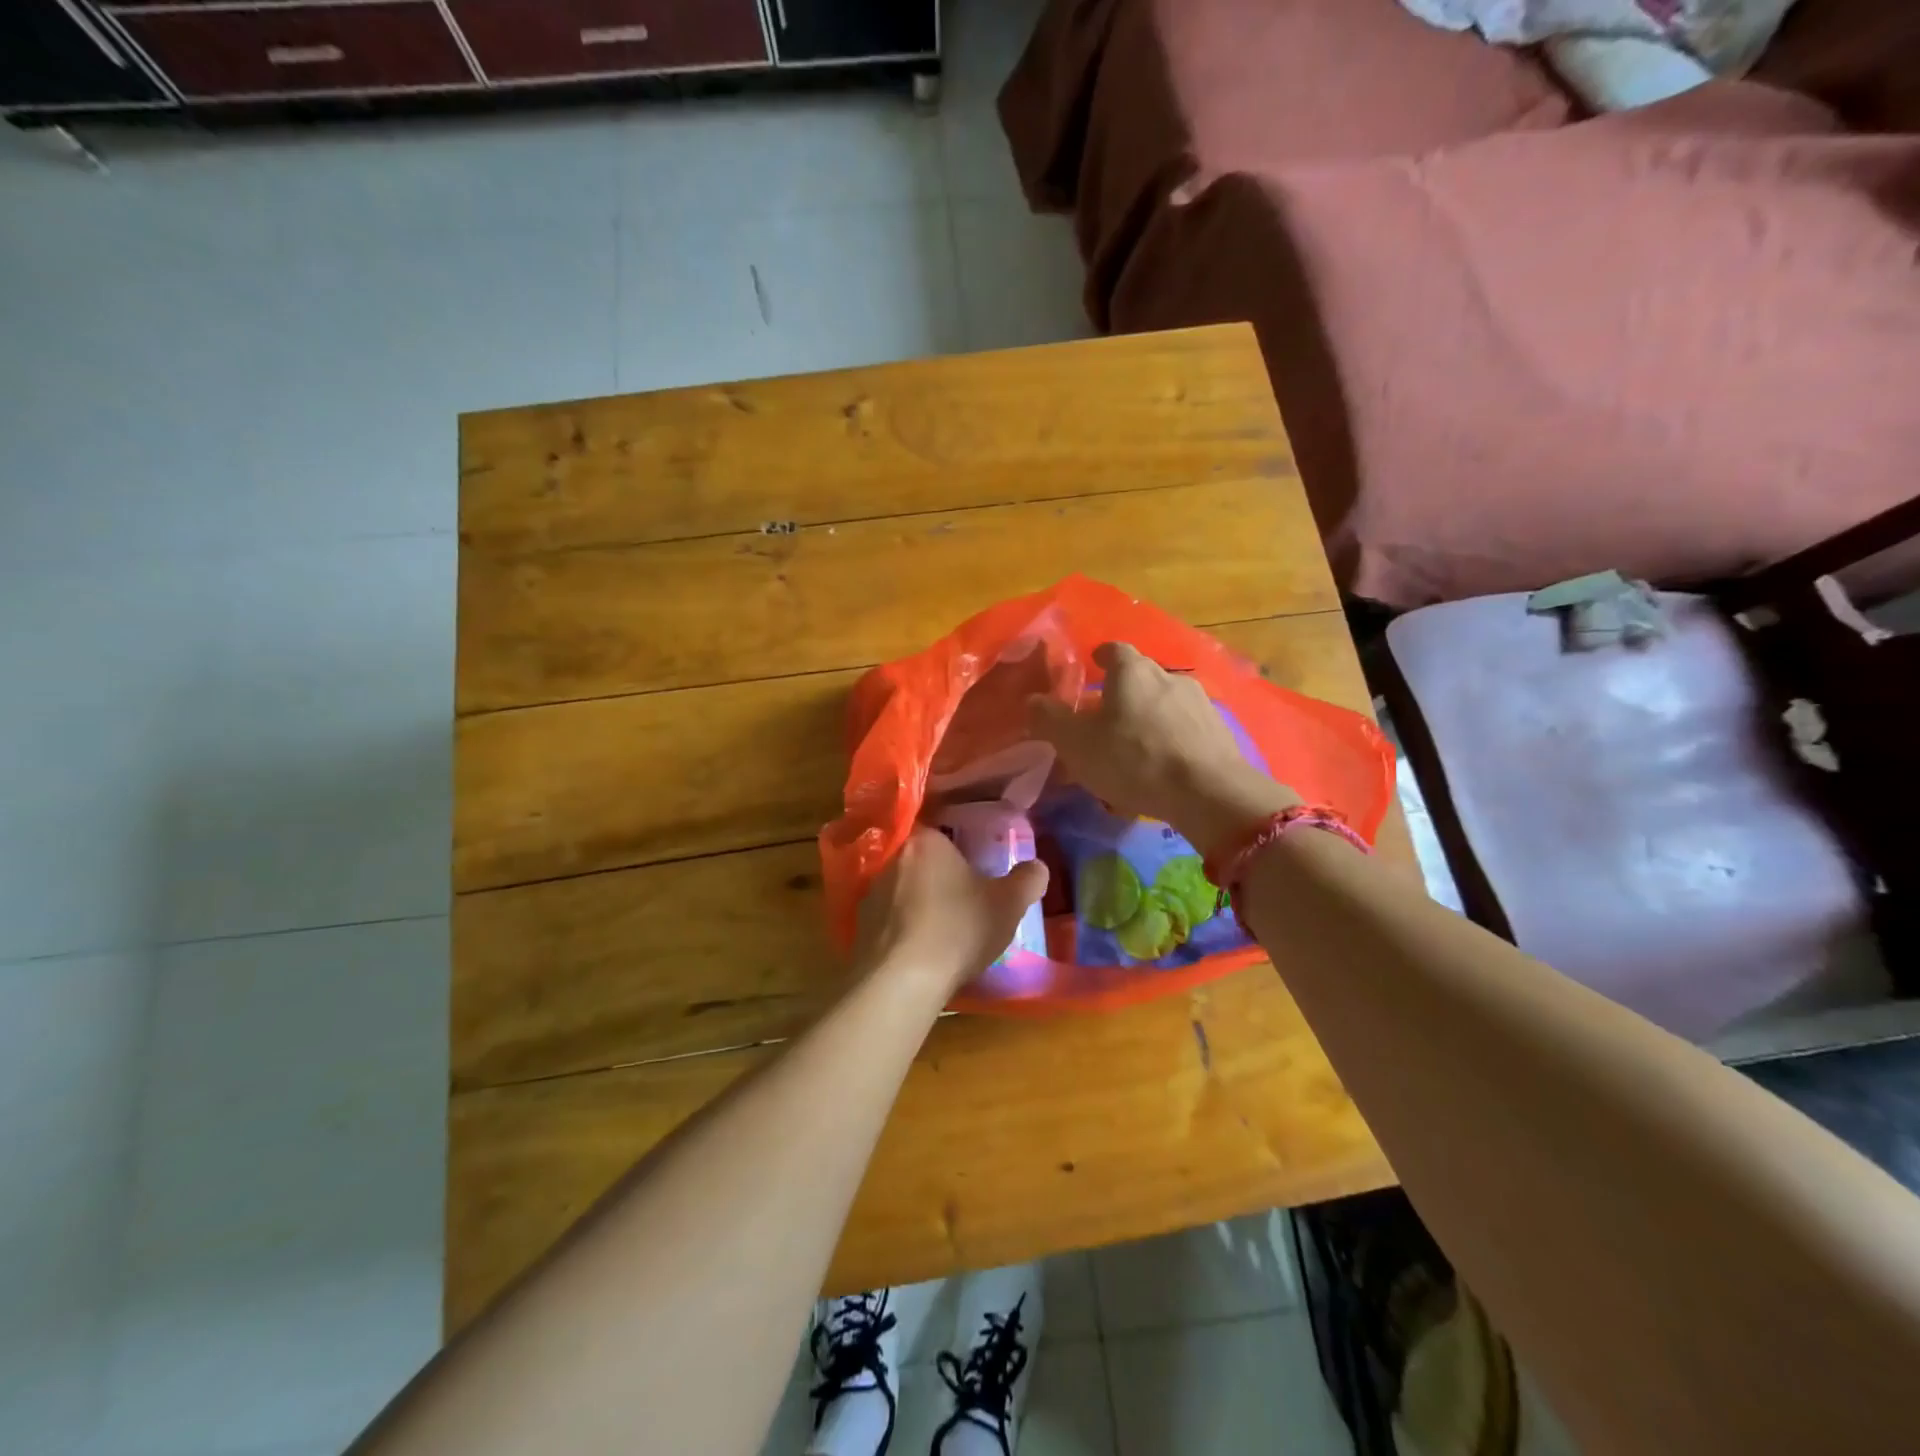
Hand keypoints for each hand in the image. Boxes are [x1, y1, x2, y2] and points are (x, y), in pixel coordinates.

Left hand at [854, 827, 1048, 996]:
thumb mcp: (1008, 904)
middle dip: (941, 877)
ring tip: (944, 931)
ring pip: (903, 890)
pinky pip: (889, 920)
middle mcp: (892, 858)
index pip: (943, 832)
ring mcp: (871, 892)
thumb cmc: (959, 928)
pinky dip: (904, 931)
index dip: (961, 850)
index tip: (976, 870)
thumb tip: (1037, 867)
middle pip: (923, 861)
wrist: (901, 980)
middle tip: (966, 901)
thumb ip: (1027, 880)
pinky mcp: (859, 926)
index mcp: (926, 840)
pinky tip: (921, 952)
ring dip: (920, 905)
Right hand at [1028, 642, 1298, 857]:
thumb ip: (1051, 720)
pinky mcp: (1220, 731)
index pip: (1114, 650)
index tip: (1093, 663)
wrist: (1208, 791)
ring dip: (1150, 715)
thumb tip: (1032, 701)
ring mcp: (1200, 702)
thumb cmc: (1133, 759)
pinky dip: (1172, 737)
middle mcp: (1169, 676)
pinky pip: (1186, 727)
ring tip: (1136, 743)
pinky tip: (1164, 762)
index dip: (1101, 656)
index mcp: (1132, 671)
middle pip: (1142, 675)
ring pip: (1166, 702)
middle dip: (1124, 690)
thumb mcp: (1077, 743)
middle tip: (1106, 714)